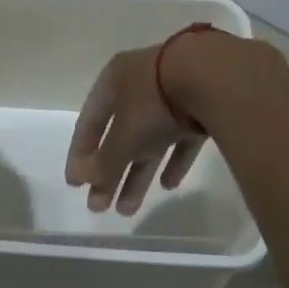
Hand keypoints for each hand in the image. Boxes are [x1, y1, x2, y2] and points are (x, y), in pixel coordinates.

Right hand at [66, 45, 208, 215]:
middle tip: (98, 207)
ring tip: (127, 210)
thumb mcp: (124, 135)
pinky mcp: (201, 108)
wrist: (214, 77)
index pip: (89, 121)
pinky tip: (169, 185)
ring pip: (149, 140)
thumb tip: (83, 177)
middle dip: (109, 173)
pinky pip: (181, 139)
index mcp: (114, 81)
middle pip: (119, 135)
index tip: (74, 185)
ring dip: (137, 174)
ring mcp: (172, 96)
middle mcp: (140, 86)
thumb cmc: (154, 102)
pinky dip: (173, 160)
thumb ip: (105, 160)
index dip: (79, 154)